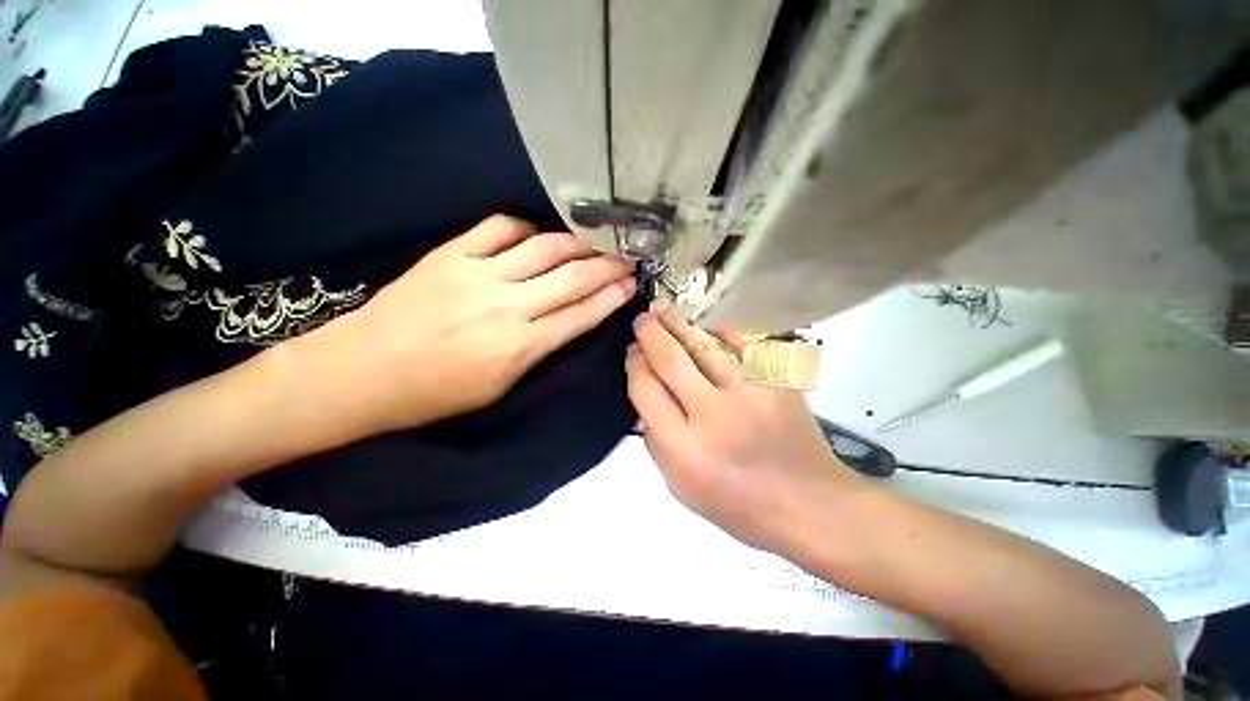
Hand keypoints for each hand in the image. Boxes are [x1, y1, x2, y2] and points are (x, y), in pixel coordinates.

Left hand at [309, 215, 635, 431]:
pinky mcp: (450, 254)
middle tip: (627, 257)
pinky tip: (536, 235)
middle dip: (607, 266)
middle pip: (572, 277)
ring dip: (576, 243)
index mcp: (520, 346)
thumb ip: (537, 350)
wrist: (360, 372)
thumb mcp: (499, 386)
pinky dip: (525, 227)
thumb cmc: (433, 393)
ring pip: (543, 247)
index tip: (631, 285)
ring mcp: (477, 274)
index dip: (611, 298)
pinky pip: (498, 228)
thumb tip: (565, 320)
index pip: (581, 315)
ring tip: (595, 242)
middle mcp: (507, 305)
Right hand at [625, 303, 864, 555]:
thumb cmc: (737, 504)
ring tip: (663, 310)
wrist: (809, 503)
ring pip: (704, 344)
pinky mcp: (777, 381)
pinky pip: (742, 341)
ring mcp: (750, 393)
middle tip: (642, 320)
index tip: (633, 353)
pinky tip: (705, 323)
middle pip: (670, 359)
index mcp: (683, 448)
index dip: (634, 364)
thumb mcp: (679, 487)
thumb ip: (654, 440)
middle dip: (650, 333)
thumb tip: (644, 394)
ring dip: (678, 322)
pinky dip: (719, 327)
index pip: (645, 389)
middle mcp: (713, 416)